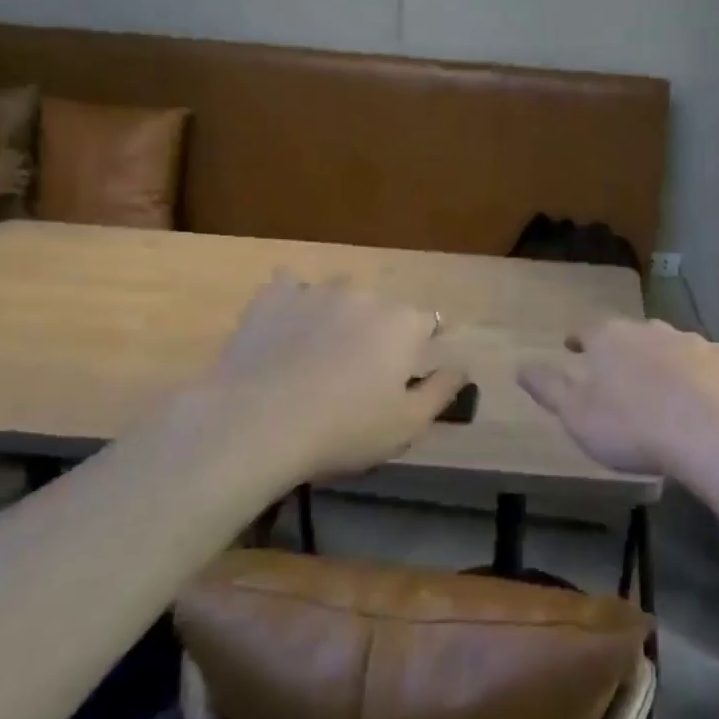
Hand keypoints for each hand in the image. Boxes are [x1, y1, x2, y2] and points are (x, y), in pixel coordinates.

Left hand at [209, 276, 467, 478]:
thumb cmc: (344, 430)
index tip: (403, 375)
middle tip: (357, 374)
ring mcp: (316, 290)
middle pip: (382, 308)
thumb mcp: (408, 423)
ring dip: (337, 316)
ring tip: (318, 354)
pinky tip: (285, 330)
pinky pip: (291, 288)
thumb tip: (462, 365)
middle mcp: (365, 295)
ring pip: (338, 296)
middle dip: (377, 332)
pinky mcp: (272, 296)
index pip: (427, 323)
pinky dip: (294, 303)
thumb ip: (442, 389)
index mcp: (403, 322)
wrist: (257, 424)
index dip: (418, 348)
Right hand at [518, 318, 718, 479]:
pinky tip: (698, 400)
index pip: (587, 330)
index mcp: (610, 338)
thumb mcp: (577, 415)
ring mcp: (692, 341)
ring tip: (659, 389)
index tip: (573, 347)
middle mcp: (651, 329)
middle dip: (621, 350)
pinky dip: (696, 376)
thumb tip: (520, 366)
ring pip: (669, 346)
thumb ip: (549, 388)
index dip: (578, 339)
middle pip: (630, 335)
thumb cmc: (633, 427)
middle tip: (617, 373)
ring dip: (660, 362)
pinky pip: (703, 365)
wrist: (715, 434)